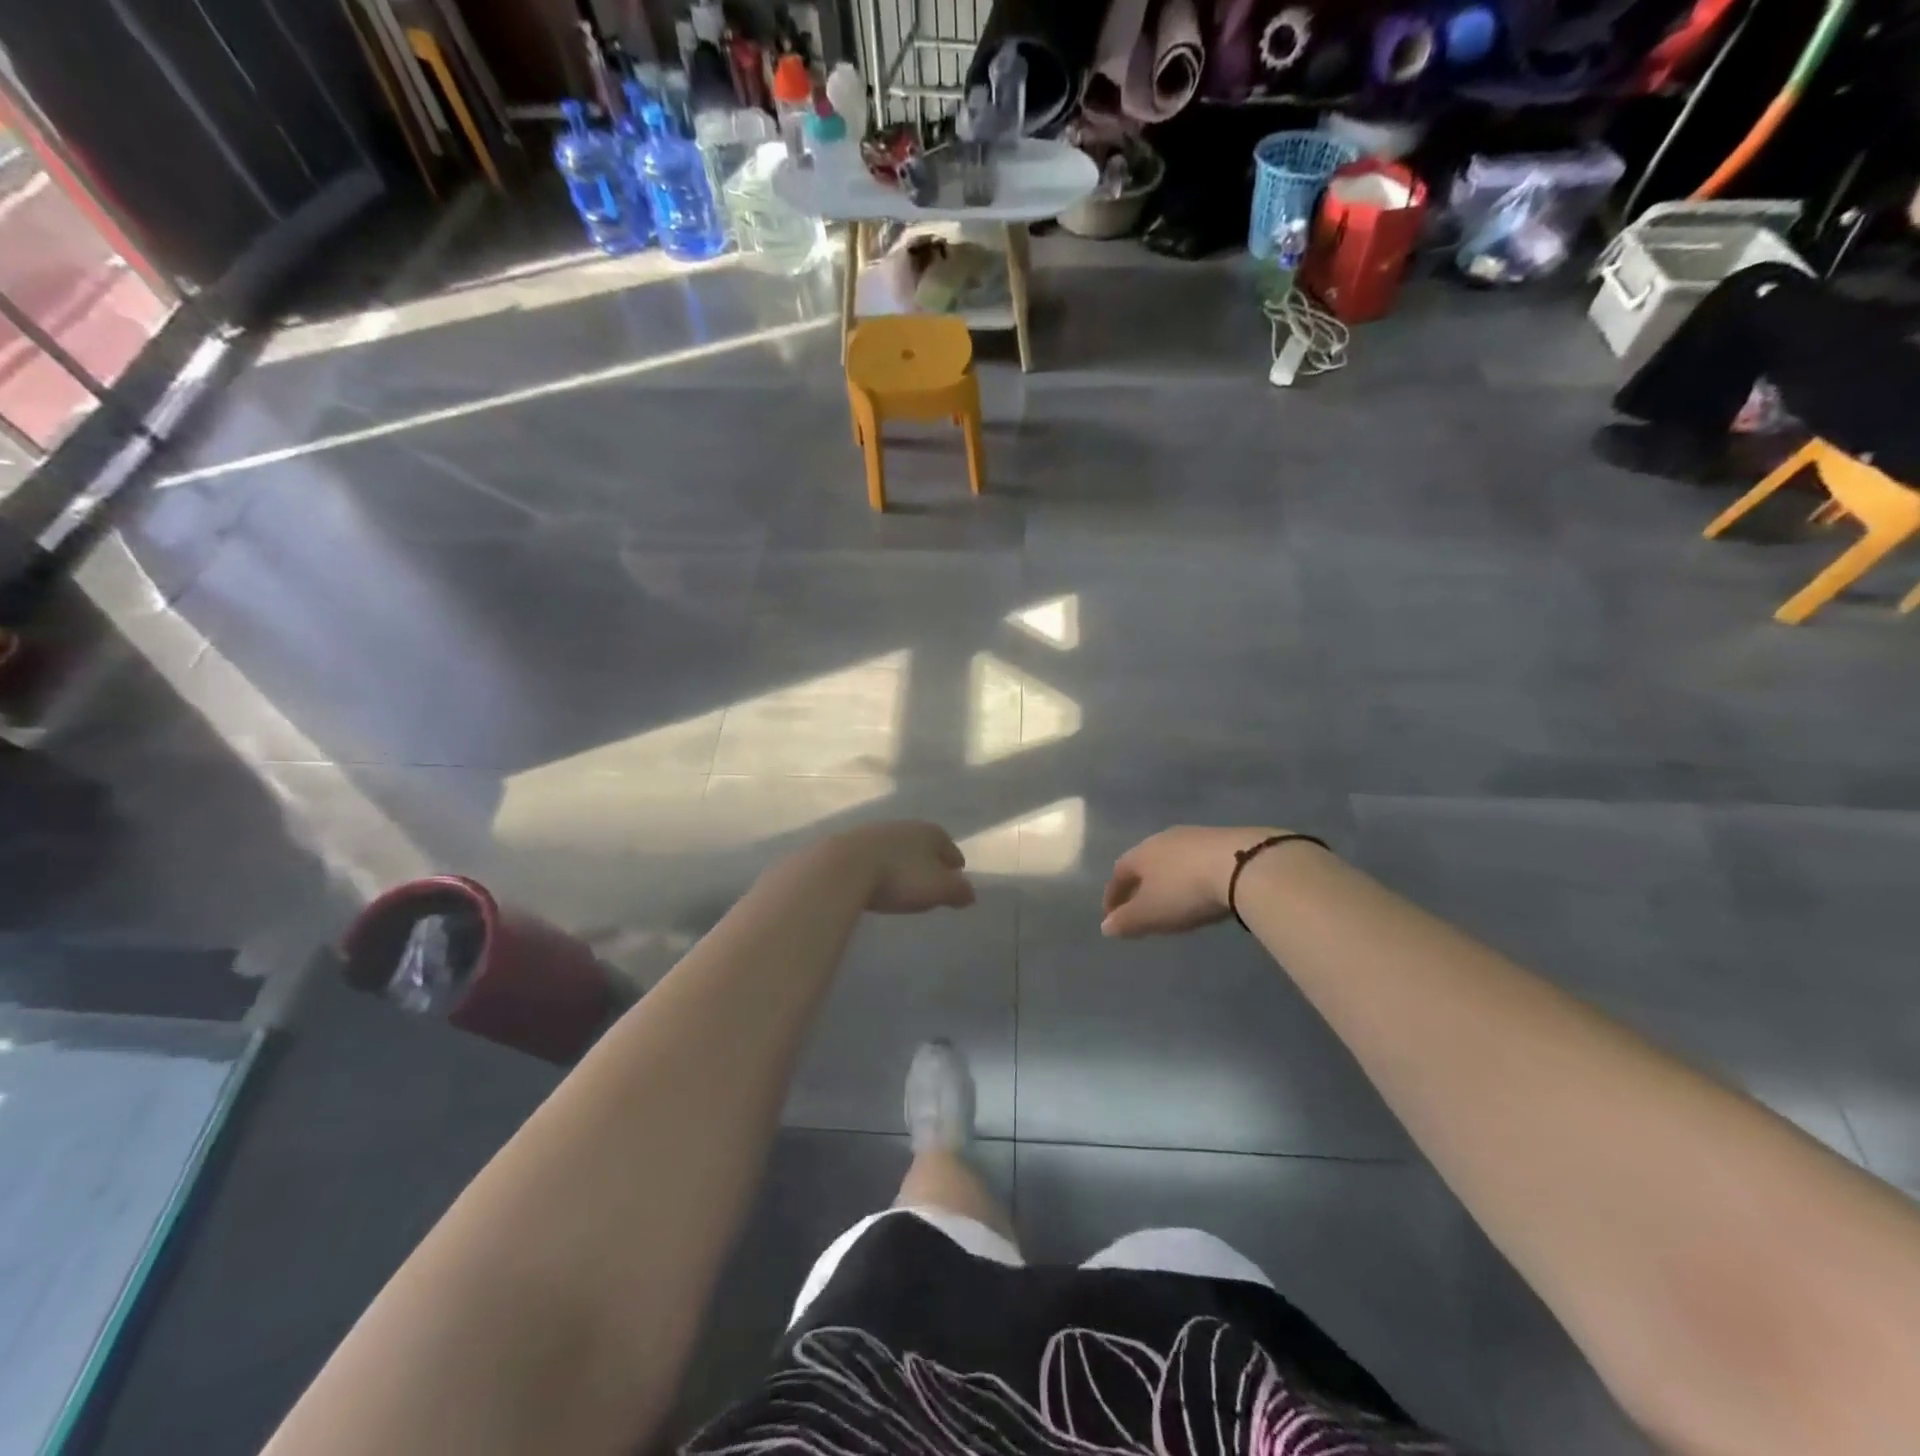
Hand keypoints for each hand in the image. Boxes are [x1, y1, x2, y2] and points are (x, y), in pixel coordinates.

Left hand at [823, 821, 975, 914]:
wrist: (844, 866)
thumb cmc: (899, 877)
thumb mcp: (938, 889)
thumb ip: (959, 891)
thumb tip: (970, 893)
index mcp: (932, 833)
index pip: (952, 851)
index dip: (954, 869)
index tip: (952, 884)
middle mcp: (906, 825)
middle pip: (925, 847)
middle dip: (928, 864)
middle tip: (928, 886)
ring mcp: (877, 830)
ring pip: (899, 849)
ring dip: (902, 864)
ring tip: (900, 885)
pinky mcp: (852, 841)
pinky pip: (875, 856)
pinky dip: (880, 866)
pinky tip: (875, 881)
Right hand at [1101, 826, 1281, 936]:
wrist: (1242, 865)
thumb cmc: (1186, 891)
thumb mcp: (1151, 913)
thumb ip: (1126, 921)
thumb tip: (1105, 926)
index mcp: (1141, 853)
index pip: (1119, 874)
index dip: (1113, 896)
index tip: (1112, 917)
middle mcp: (1163, 839)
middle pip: (1145, 862)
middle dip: (1141, 885)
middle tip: (1142, 907)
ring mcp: (1195, 836)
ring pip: (1172, 859)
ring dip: (1168, 879)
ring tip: (1174, 899)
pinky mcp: (1225, 839)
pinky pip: (1198, 859)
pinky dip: (1193, 875)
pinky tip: (1203, 888)